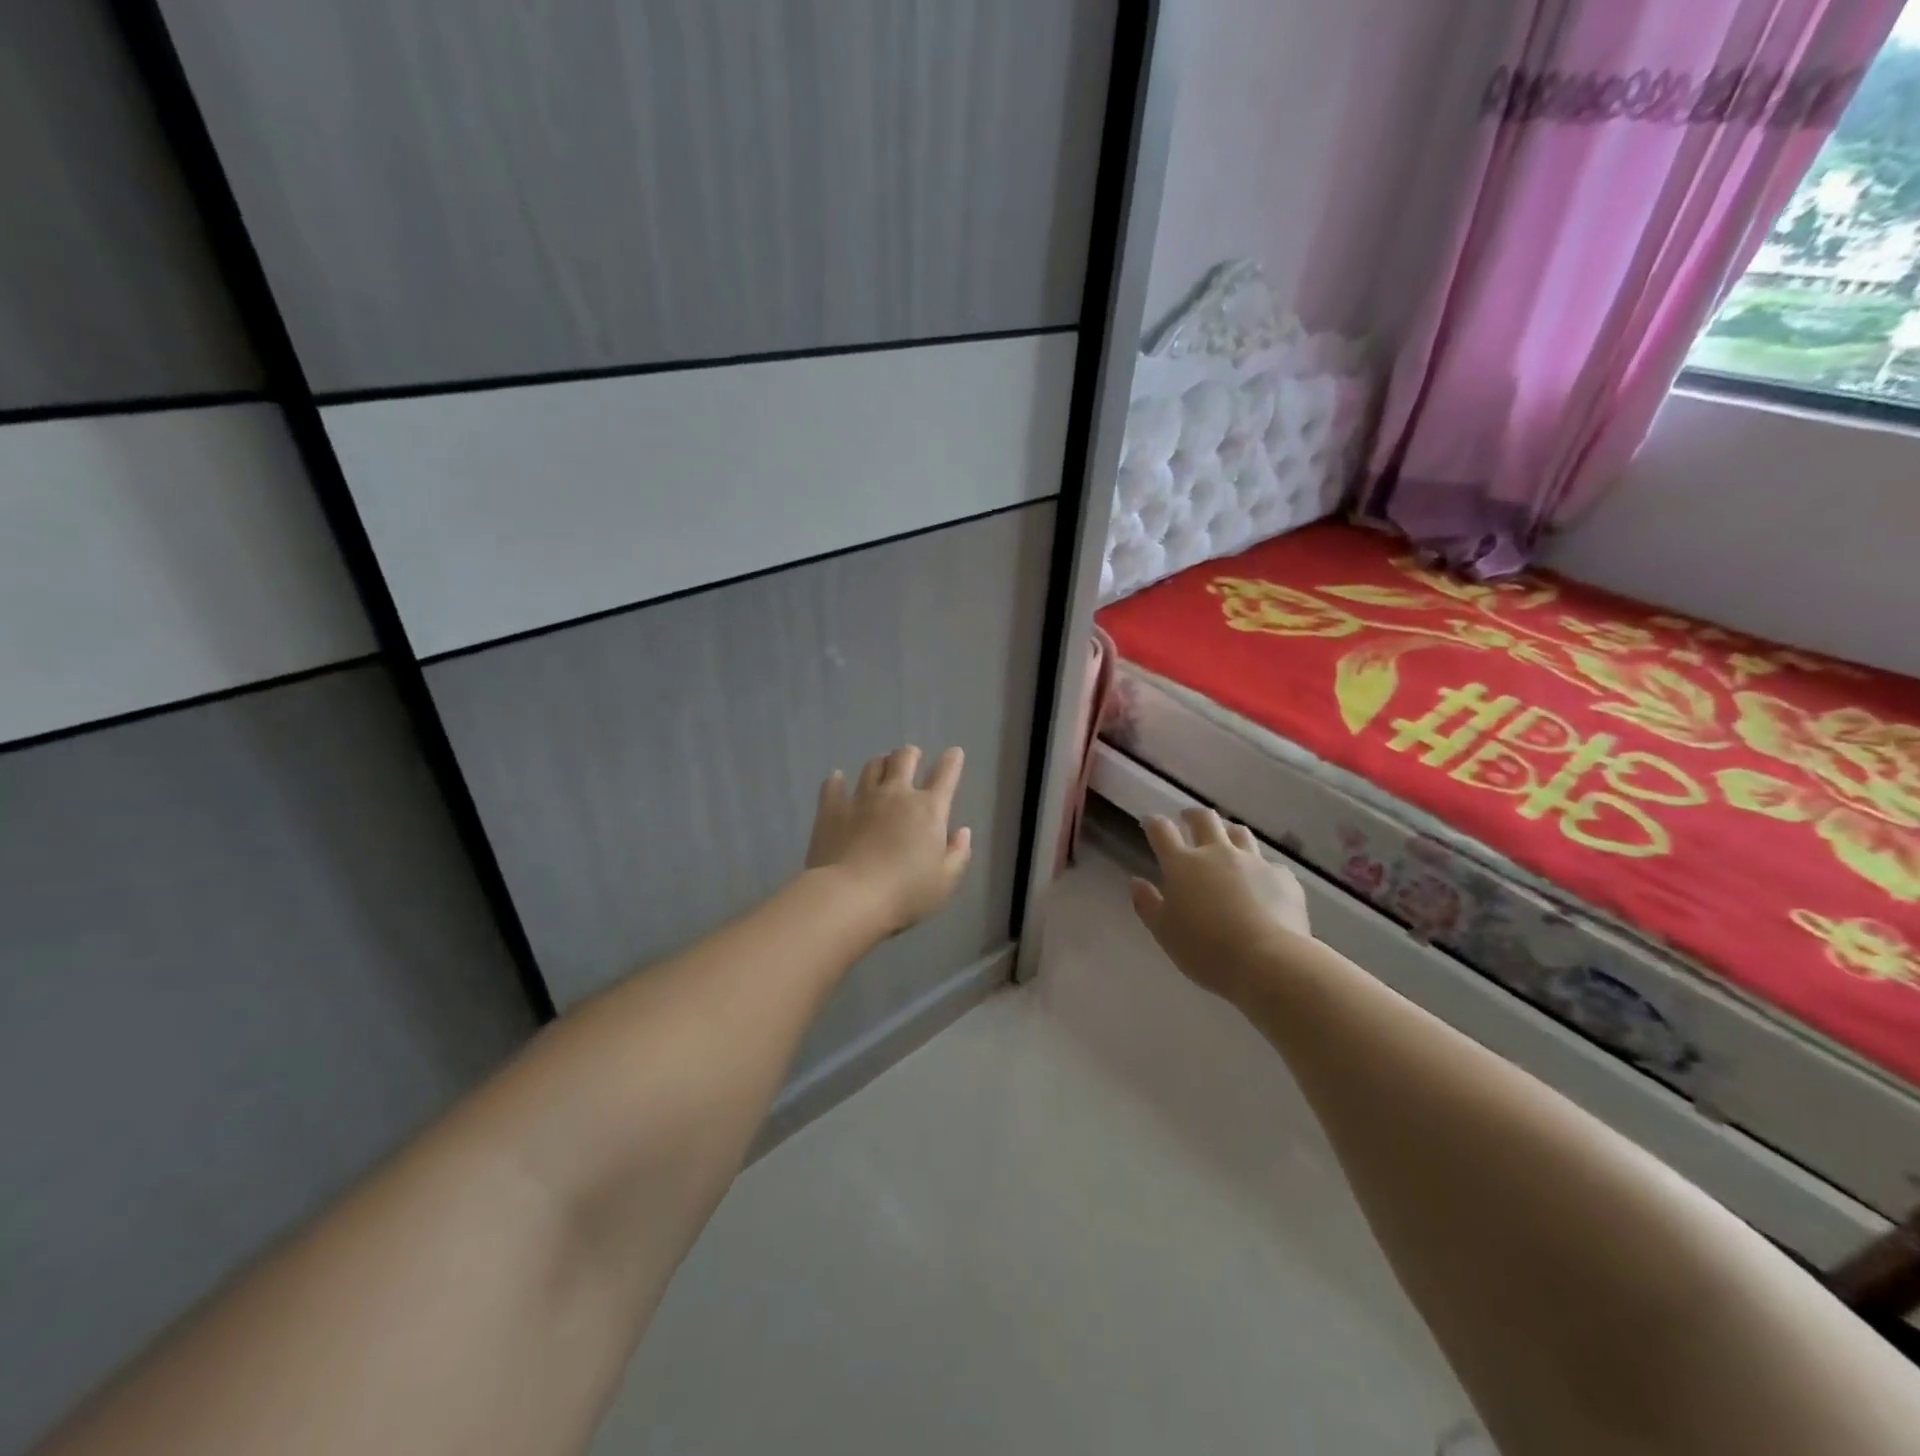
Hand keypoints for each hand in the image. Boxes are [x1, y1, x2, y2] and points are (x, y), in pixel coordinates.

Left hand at [806, 746, 971, 935]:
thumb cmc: (906, 892)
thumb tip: (962, 831)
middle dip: (910, 754)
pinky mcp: (831, 809)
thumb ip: (958, 854)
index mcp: (929, 810)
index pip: (945, 775)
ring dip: (879, 764)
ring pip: (872, 767)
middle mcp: (896, 794)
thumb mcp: (945, 881)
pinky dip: (836, 780)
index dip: (952, 761)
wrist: (851, 896)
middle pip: (904, 759)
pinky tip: (836, 779)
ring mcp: (861, 798)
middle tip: (911, 757)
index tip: (954, 753)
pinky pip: (833, 786)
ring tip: (880, 767)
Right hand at [1130, 808, 1311, 1002]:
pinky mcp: (1283, 877)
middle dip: (1192, 815)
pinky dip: (1260, 869)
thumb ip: (1147, 904)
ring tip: (1226, 842)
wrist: (1269, 961)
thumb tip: (1136, 882)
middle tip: (1188, 819)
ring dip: (1228, 833)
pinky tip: (1262, 884)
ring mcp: (1253, 862)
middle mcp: (1217, 853)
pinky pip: (1269, 864)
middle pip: (1204, 819)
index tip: (1149, 822)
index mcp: (1182, 864)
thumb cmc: (1206, 949)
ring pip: (1239, 833)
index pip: (1162, 831)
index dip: (1154, 823)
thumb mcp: (1164, 932)